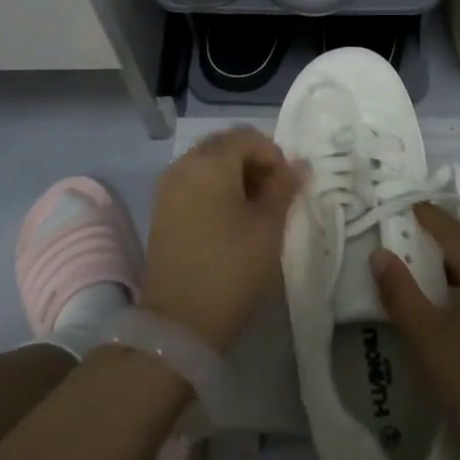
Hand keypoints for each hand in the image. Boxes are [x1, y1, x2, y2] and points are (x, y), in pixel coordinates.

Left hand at [142, 127, 302, 349]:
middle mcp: (184, 164)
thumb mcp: (269, 226)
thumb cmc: (232, 267)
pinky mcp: (161, 209)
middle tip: (272, 197)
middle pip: (226, 146)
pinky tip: (228, 221)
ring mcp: (168, 186)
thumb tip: (298, 164)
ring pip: (208, 164)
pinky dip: (214, 190)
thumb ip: (284, 187)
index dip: (274, 157)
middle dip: (253, 163)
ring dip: (234, 177)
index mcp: (211, 160)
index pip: (249, 137)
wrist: (179, 321)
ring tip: (253, 212)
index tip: (287, 188)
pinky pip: (193, 183)